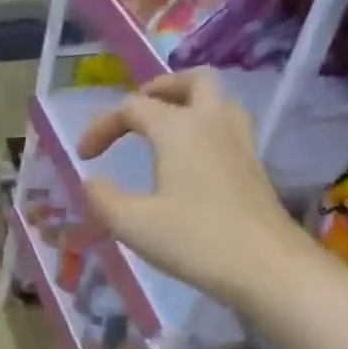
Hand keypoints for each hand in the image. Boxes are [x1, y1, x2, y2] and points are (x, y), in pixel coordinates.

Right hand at [76, 70, 305, 311]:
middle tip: (137, 111)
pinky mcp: (254, 167)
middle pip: (192, 82)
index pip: (133, 108)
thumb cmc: (192, 240)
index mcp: (179, 129)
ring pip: (218, 101)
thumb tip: (92, 182)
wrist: (263, 266)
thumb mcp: (131, 224)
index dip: (102, 126)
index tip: (83, 157)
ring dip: (188, 104)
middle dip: (161, 89)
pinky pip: (229, 128)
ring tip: (165, 128)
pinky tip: (192, 159)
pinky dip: (205, 130)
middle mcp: (213, 123)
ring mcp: (240, 143)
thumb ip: (103, 199)